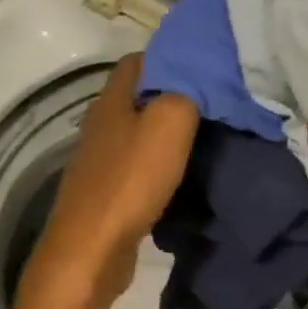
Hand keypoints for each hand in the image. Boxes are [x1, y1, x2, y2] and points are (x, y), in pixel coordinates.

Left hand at [19, 55, 197, 308]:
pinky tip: (184, 175)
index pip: (139, 62)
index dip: (172, 58)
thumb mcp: (169, 124)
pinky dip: (160, 165)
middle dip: (175, 96)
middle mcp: (101, 125)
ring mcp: (100, 161)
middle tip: (216, 102)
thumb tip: (199, 74)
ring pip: (139, 133)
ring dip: (168, 134)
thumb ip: (186, 92)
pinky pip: (138, 166)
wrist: (92, 251)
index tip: (206, 67)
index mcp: (111, 102)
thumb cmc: (130, 181)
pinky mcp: (106, 192)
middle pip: (139, 98)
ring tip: (207, 137)